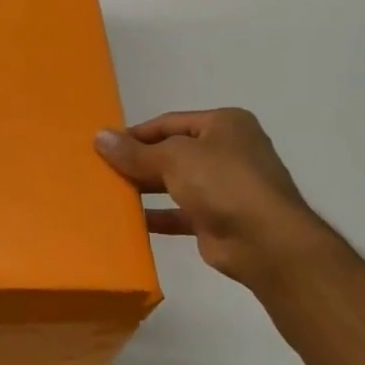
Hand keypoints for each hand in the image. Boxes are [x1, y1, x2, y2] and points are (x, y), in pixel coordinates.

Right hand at [95, 109, 329, 284]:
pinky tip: (129, 221)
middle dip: (138, 161)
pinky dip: (156, 216)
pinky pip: (179, 213)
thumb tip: (100, 136)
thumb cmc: (223, 183)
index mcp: (224, 125)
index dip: (136, 134)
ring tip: (109, 193)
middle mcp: (227, 151)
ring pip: (174, 183)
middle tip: (102, 170)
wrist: (265, 242)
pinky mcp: (217, 219)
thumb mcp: (173, 158)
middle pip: (172, 152)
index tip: (104, 146)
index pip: (169, 123)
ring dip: (145, 188)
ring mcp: (225, 187)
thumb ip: (135, 151)